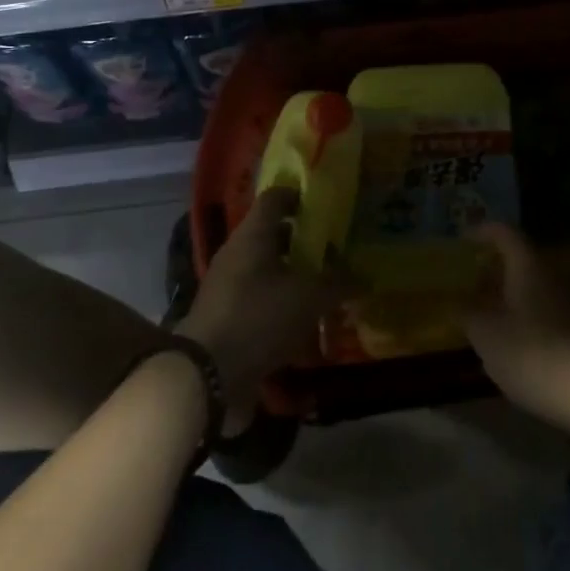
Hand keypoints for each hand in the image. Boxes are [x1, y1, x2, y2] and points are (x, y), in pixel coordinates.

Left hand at [177, 187, 341, 419]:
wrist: (206, 374)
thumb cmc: (259, 317)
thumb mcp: (308, 298)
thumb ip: (337, 284)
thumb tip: (363, 277)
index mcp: (252, 234)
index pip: (275, 198)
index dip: (299, 196)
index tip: (325, 204)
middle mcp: (237, 253)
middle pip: (272, 236)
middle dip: (303, 242)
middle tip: (334, 249)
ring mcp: (228, 287)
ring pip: (267, 270)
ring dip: (293, 277)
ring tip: (326, 288)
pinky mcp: (226, 318)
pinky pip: (260, 302)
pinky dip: (282, 307)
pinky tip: (305, 323)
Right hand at [462, 225, 569, 438]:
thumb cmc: (536, 356)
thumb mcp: (488, 337)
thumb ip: (470, 314)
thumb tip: (460, 301)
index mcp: (529, 265)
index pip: (505, 233)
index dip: (482, 232)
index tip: (463, 238)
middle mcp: (556, 274)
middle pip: (524, 259)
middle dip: (498, 267)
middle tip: (474, 281)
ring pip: (539, 286)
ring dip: (515, 294)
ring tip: (493, 313)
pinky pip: (553, 309)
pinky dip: (532, 315)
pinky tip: (521, 340)